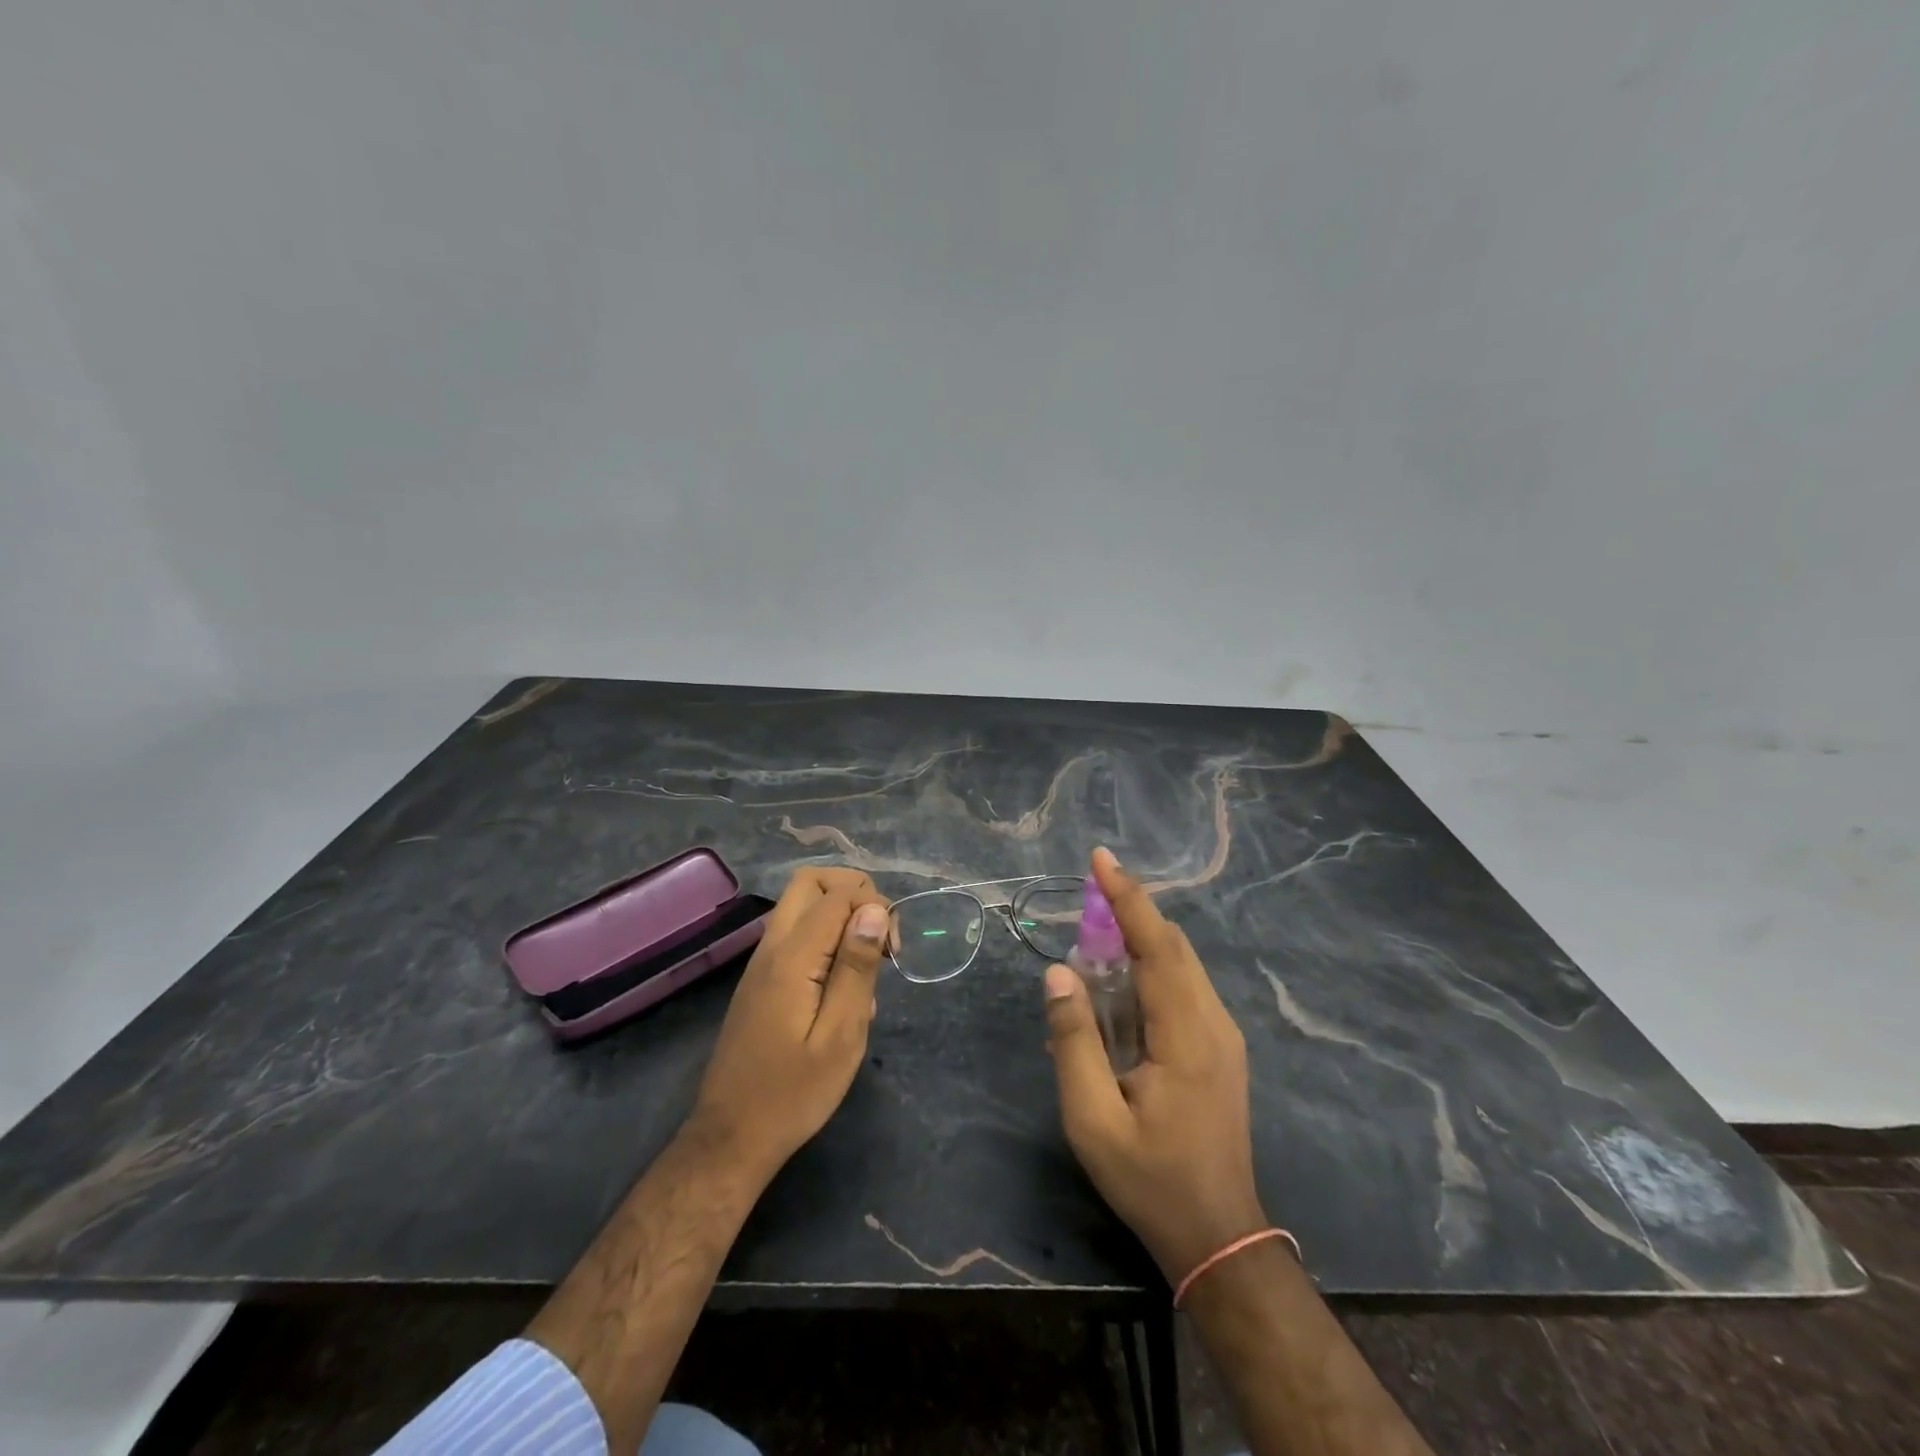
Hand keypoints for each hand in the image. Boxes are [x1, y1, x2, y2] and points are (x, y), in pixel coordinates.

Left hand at [690, 868, 890, 1179]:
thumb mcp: (840, 1036)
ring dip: (841, 916)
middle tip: (880, 936)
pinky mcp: (762, 980)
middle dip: (855, 892)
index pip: (838, 894)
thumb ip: (856, 967)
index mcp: (792, 957)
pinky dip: (826, 939)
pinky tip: (844, 990)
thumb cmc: (793, 1093)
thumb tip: (876, 909)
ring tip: (867, 966)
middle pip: (811, 882)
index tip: (894, 952)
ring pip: (802, 904)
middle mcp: (772, 947)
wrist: (731, 1137)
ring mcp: (762, 962)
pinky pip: (797, 934)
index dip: (876, 907)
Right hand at [1043, 848, 1268, 1282]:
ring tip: (1095, 934)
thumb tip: (1059, 973)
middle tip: (1087, 894)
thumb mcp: (1092, 1119)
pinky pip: (1184, 987)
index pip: (1157, 945)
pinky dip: (1151, 966)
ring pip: (1182, 963)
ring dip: (1140, 938)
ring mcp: (1223, 1035)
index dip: (1127, 898)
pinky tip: (1120, 982)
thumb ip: (1074, 1040)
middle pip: (1174, 945)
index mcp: (1187, 1034)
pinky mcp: (1220, 1048)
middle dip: (1131, 910)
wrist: (1219, 1236)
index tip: (1101, 858)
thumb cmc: (1150, 1179)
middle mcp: (1214, 1022)